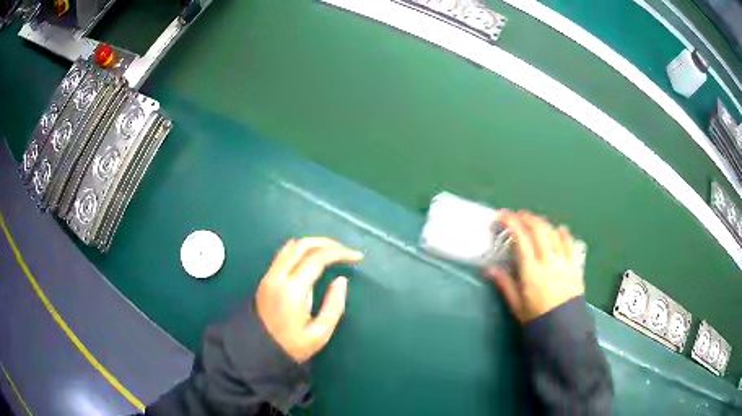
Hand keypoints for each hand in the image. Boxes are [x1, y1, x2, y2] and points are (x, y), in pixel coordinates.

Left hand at [256, 238, 362, 362]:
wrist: (258, 350)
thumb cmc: (292, 346)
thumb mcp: (320, 334)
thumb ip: (334, 306)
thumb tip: (341, 280)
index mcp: (293, 290)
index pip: (317, 258)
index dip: (340, 253)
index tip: (357, 257)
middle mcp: (278, 276)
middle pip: (303, 245)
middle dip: (327, 243)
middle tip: (345, 250)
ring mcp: (269, 275)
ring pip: (291, 246)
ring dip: (313, 243)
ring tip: (332, 251)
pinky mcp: (266, 278)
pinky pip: (284, 254)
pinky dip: (300, 249)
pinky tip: (311, 257)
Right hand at [486, 211, 583, 322]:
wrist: (563, 331)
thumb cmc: (537, 319)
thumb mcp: (517, 305)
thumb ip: (505, 284)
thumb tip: (490, 268)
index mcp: (532, 271)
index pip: (521, 239)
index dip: (511, 222)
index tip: (502, 215)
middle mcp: (549, 261)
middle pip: (539, 229)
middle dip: (527, 217)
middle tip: (517, 215)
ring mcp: (564, 262)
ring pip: (554, 232)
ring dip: (543, 223)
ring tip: (534, 222)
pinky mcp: (575, 266)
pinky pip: (570, 243)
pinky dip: (563, 233)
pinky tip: (558, 230)